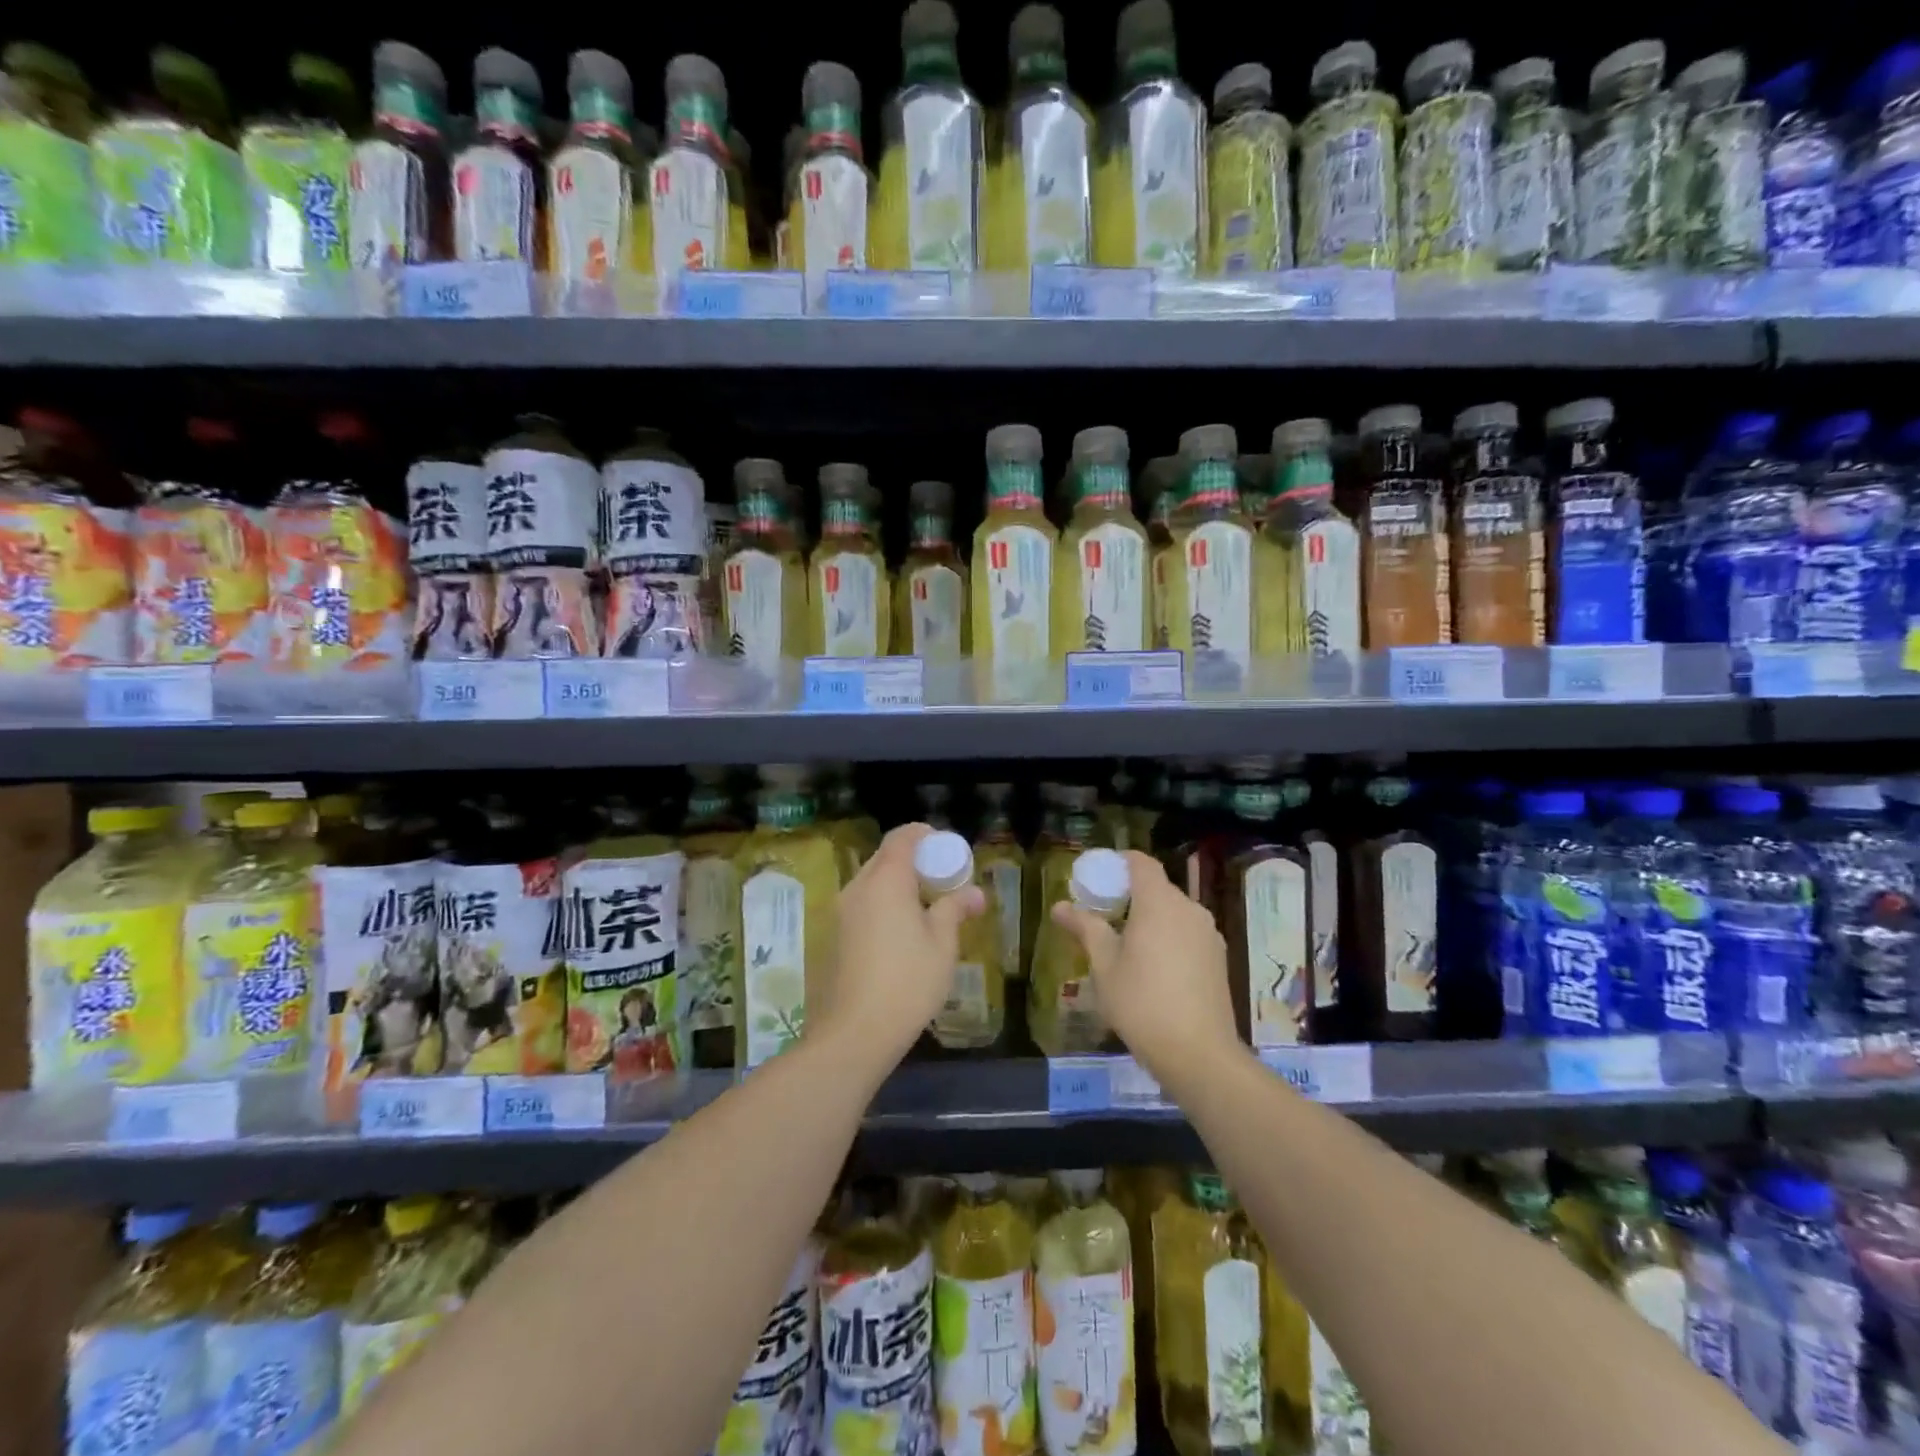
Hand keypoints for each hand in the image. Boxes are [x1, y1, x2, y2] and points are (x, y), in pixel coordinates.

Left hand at [811, 823, 984, 1068]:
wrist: (854, 1033)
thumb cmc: (908, 982)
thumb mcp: (942, 945)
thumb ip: (955, 909)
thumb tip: (975, 893)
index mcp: (886, 881)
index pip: (901, 838)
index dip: (923, 834)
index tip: (944, 846)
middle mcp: (857, 888)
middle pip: (883, 857)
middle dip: (911, 859)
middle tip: (939, 877)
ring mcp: (839, 912)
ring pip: (869, 882)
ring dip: (894, 883)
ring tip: (922, 906)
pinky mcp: (832, 936)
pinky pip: (860, 905)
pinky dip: (880, 903)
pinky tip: (898, 932)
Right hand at [1050, 850, 1238, 1084]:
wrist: (1199, 1054)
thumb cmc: (1142, 1003)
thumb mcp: (1104, 966)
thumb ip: (1086, 928)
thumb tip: (1060, 906)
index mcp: (1159, 903)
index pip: (1142, 863)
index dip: (1121, 862)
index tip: (1100, 875)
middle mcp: (1189, 909)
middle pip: (1158, 888)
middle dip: (1132, 895)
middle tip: (1105, 916)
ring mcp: (1209, 934)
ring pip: (1175, 913)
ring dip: (1152, 919)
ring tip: (1127, 946)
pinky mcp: (1219, 958)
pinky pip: (1189, 934)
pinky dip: (1170, 938)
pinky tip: (1155, 969)